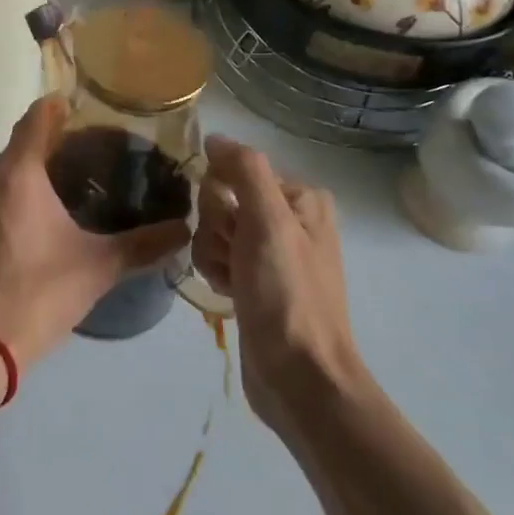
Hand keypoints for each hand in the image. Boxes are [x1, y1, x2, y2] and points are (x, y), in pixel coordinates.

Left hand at [0, 97, 188, 371]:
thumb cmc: (37, 293)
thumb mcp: (98, 267)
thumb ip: (143, 244)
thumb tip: (185, 229)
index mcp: (16, 174)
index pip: (35, 119)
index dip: (58, 107)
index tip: (84, 108)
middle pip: (20, 147)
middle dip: (51, 145)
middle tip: (91, 155)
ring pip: (3, 175)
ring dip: (31, 175)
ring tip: (69, 188)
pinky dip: (13, 200)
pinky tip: (37, 225)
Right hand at [192, 136, 362, 425]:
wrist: (300, 377)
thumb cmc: (286, 293)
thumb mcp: (268, 221)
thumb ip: (244, 169)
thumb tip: (214, 137)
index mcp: (300, 197)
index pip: (235, 170)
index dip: (222, 197)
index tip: (235, 228)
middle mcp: (288, 218)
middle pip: (221, 200)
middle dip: (217, 229)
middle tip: (237, 258)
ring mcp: (271, 252)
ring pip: (213, 230)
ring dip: (214, 254)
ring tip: (234, 282)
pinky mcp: (255, 281)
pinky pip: (217, 257)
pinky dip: (216, 272)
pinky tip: (230, 293)